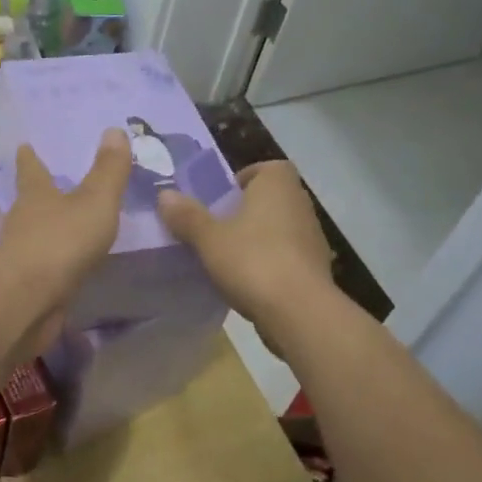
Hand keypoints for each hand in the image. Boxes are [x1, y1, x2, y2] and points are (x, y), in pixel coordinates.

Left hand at [0, 129, 131, 357]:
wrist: (28, 301)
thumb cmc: (61, 242)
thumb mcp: (95, 201)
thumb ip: (108, 170)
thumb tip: (114, 130)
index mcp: (35, 195)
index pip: (30, 169)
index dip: (29, 157)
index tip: (24, 145)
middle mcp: (23, 220)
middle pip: (30, 200)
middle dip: (40, 192)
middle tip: (53, 183)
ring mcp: (22, 254)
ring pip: (36, 233)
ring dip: (48, 227)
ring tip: (67, 223)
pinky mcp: (27, 284)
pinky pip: (45, 264)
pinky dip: (56, 259)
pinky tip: (70, 264)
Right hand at [158, 161, 333, 329]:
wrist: (300, 312)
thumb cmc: (252, 260)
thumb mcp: (208, 238)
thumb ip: (187, 216)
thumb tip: (165, 194)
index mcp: (277, 184)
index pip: (264, 168)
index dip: (241, 180)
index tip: (219, 201)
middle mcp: (300, 203)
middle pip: (269, 199)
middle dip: (245, 211)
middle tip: (215, 229)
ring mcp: (312, 236)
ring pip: (279, 228)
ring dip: (257, 239)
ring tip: (228, 258)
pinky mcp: (316, 268)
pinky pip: (287, 256)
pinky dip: (270, 263)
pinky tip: (248, 283)